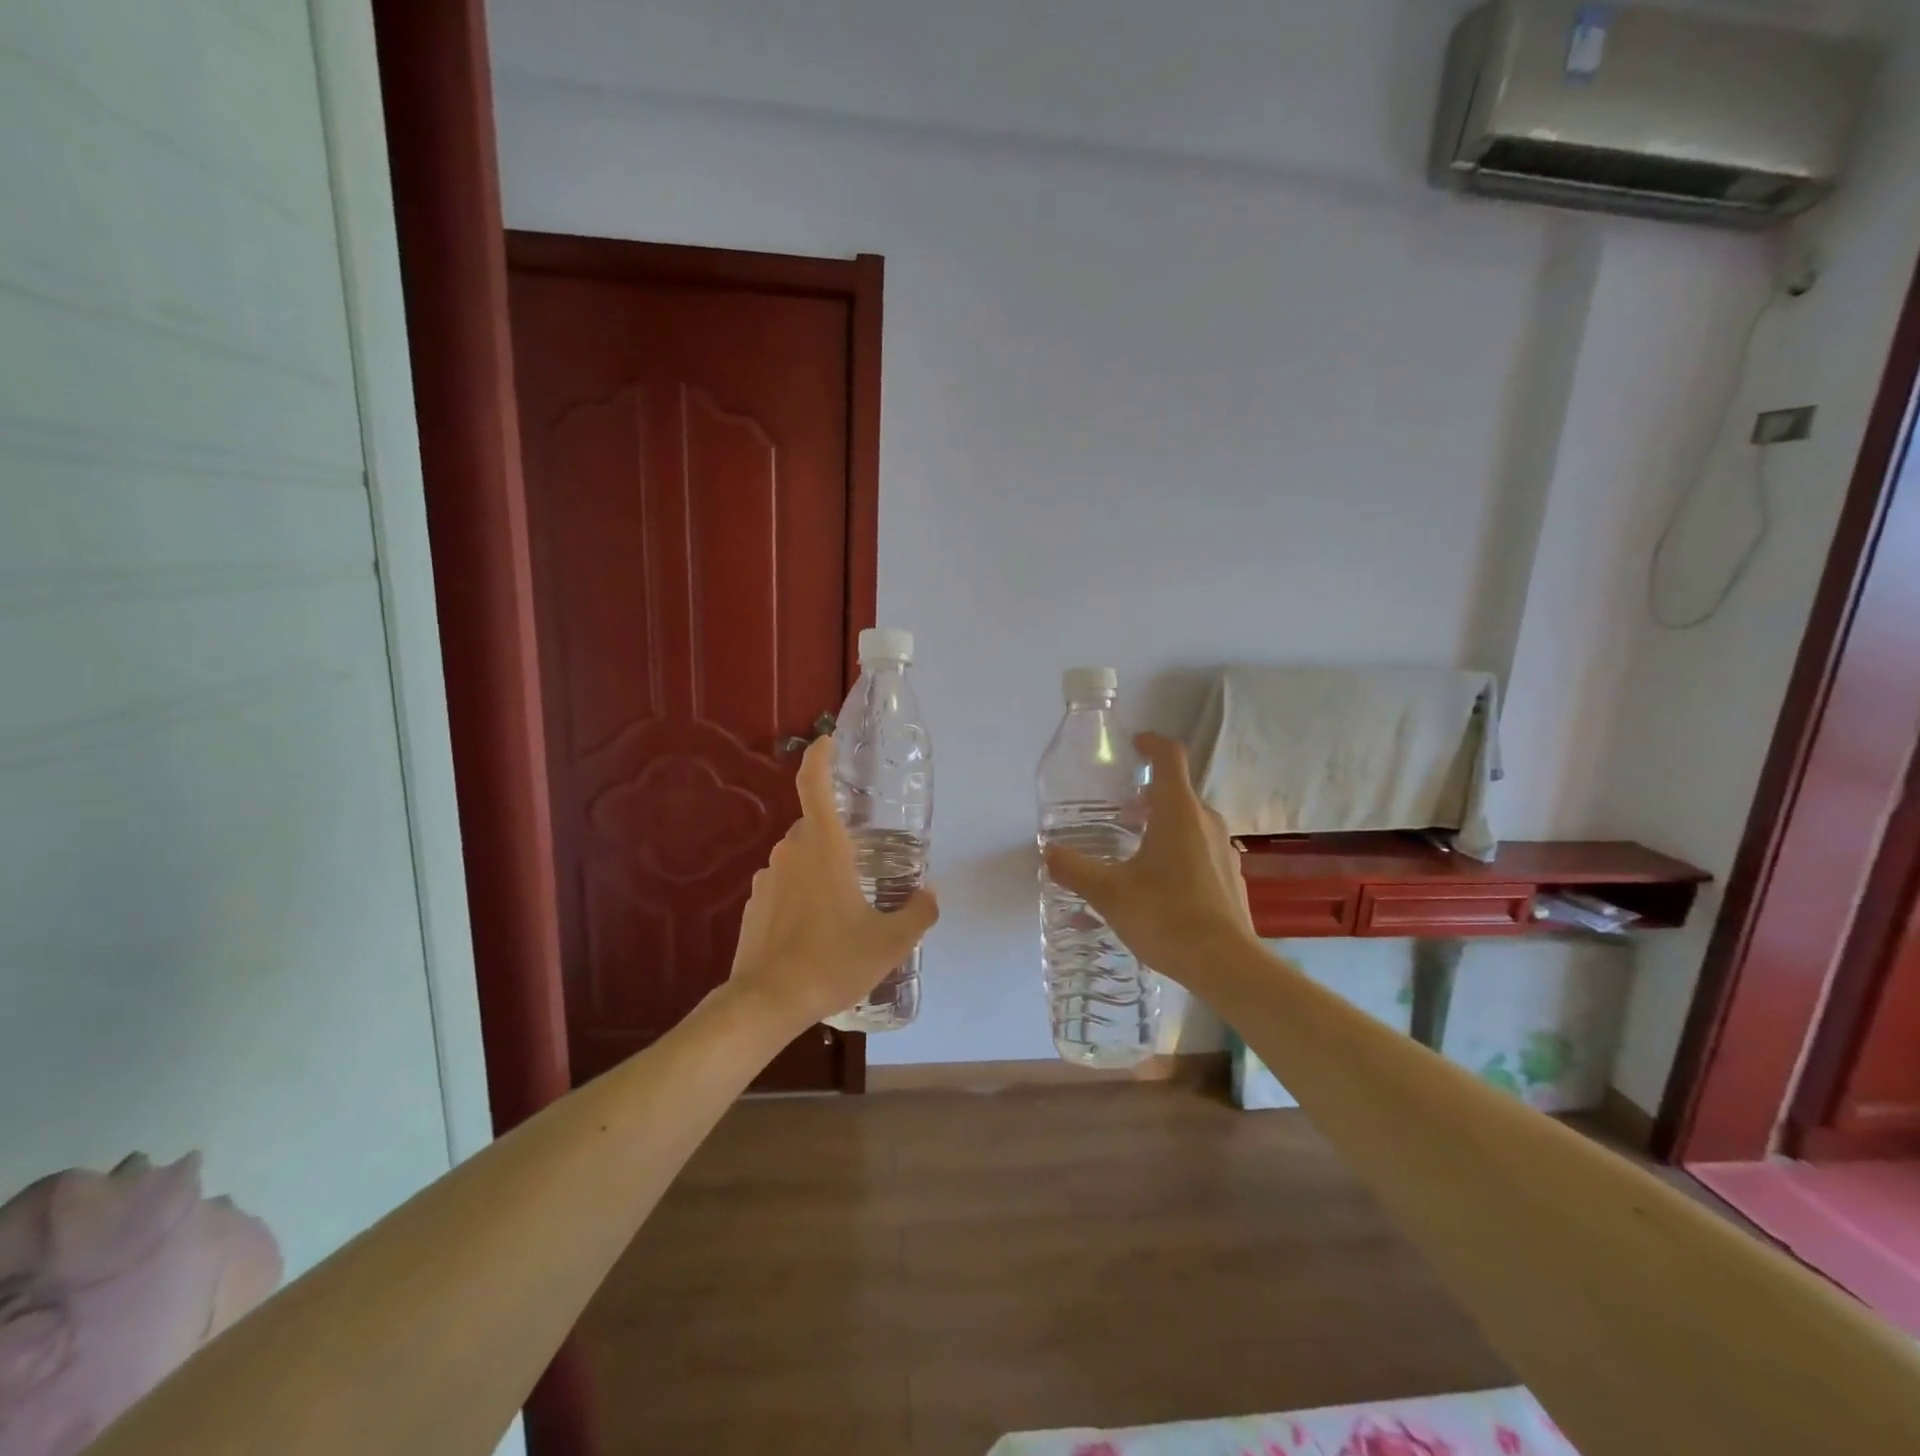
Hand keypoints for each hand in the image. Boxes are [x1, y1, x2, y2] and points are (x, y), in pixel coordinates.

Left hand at [727, 736, 938, 1031]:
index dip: (820, 756)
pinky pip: (785, 883)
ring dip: (821, 868)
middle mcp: (791, 852)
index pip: (814, 784)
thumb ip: (918, 913)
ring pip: (800, 857)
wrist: (767, 1002)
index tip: (828, 740)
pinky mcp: (754, 903)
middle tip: (865, 862)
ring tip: (844, 905)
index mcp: (824, 847)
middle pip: (815, 826)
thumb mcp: (890, 942)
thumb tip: (930, 894)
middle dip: (839, 836)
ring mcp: (767, 877)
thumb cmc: (832, 961)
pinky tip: (816, 928)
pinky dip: (802, 893)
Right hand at [1042, 732, 1253, 992]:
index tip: (1134, 745)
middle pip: (1177, 791)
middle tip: (1117, 813)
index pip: (1169, 757)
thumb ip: (1075, 869)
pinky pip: (1201, 849)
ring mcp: (1224, 849)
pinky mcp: (1231, 876)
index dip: (1151, 743)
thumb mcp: (1109, 893)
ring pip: (1190, 822)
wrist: (1225, 964)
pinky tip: (1159, 885)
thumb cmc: (1165, 916)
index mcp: (1178, 811)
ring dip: (1162, 824)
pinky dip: (1178, 851)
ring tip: (1133, 850)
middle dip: (1147, 795)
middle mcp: (1206, 821)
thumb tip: (1048, 852)